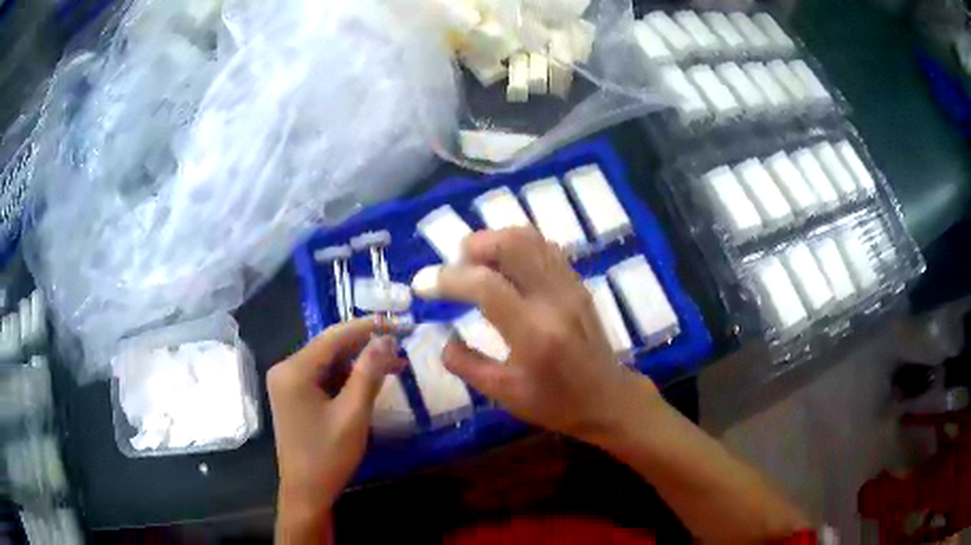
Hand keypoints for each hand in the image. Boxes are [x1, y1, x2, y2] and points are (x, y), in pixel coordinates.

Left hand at [268, 318, 404, 537]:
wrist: (306, 492)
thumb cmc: (328, 456)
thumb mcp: (353, 414)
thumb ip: (369, 373)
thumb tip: (386, 338)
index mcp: (294, 370)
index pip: (334, 336)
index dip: (369, 327)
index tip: (400, 323)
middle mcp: (286, 369)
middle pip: (330, 347)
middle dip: (366, 346)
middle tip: (402, 346)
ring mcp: (287, 383)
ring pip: (328, 362)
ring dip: (359, 363)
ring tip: (394, 365)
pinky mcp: (293, 395)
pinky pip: (323, 377)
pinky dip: (346, 378)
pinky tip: (369, 381)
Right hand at [420, 228, 660, 441]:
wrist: (607, 398)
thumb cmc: (555, 403)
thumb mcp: (503, 394)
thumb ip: (465, 364)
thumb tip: (442, 336)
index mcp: (534, 334)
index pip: (485, 286)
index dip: (447, 279)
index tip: (423, 286)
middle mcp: (555, 300)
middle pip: (512, 244)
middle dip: (473, 246)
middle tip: (453, 266)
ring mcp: (570, 286)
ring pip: (530, 238)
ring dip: (494, 241)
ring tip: (475, 263)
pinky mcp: (577, 282)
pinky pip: (544, 247)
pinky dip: (517, 246)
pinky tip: (504, 266)